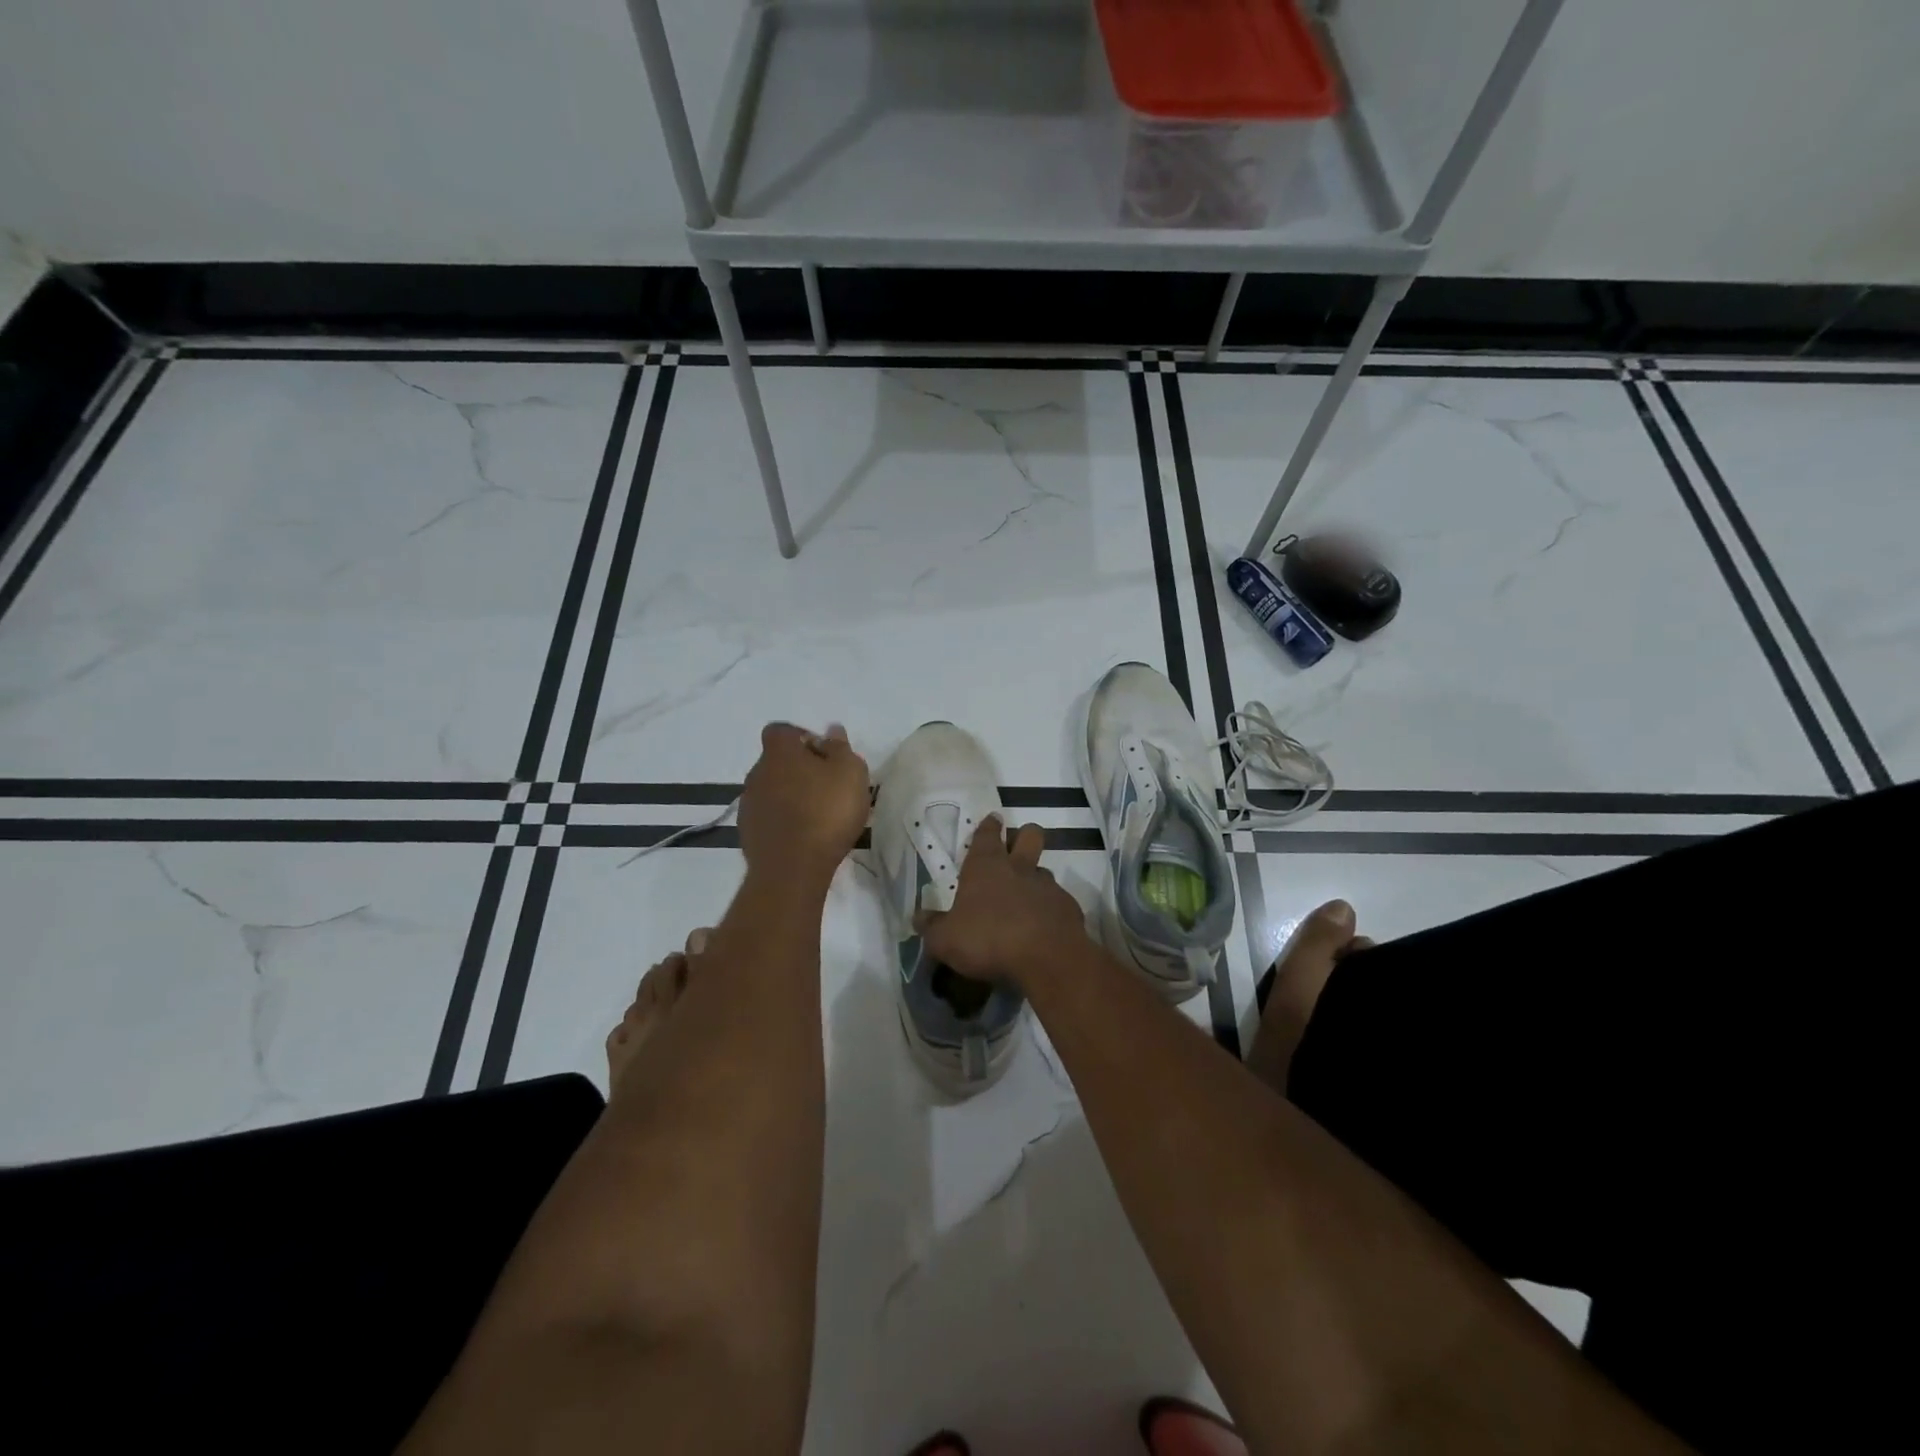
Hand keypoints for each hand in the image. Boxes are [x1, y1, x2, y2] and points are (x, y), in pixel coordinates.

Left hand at [738, 722, 870, 881]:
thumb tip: (831, 730)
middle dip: (799, 769)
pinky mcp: (747, 833)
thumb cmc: (826, 811)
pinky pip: (768, 817)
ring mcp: (749, 804)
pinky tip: (803, 836)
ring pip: (772, 790)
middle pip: (777, 762)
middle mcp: (756, 773)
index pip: (782, 731)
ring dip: (790, 796)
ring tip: (817, 815)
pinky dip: (783, 820)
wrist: (792, 868)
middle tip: (827, 787)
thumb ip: (840, 748)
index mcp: (779, 752)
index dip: (802, 738)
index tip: (824, 755)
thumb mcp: (850, 773)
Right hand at [917, 815, 1087, 986]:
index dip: (988, 826)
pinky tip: (1042, 928)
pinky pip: (1057, 901)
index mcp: (986, 866)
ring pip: (1043, 870)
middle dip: (1023, 836)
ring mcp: (1047, 886)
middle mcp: (1019, 868)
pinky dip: (1049, 909)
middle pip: (1029, 835)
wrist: (1046, 958)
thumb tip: (919, 917)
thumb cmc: (988, 939)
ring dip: (1035, 878)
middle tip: (1014, 849)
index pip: (988, 833)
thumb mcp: (945, 939)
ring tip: (1025, 899)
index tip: (992, 820)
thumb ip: (932, 927)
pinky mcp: (1068, 907)